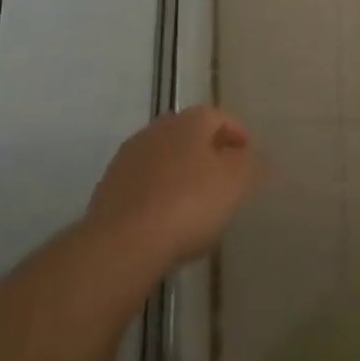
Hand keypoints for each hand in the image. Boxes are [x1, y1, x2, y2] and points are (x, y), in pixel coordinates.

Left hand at [85, 107, 259, 275]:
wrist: (122, 243)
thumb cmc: (189, 204)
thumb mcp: (235, 183)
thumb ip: (249, 164)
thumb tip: (251, 156)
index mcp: (189, 121)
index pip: (219, 117)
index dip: (236, 134)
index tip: (247, 157)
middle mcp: (157, 129)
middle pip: (188, 136)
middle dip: (207, 152)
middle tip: (223, 178)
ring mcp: (129, 157)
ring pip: (164, 158)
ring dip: (180, 173)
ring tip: (195, 203)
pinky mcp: (108, 188)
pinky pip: (144, 184)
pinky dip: (158, 194)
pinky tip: (166, 220)